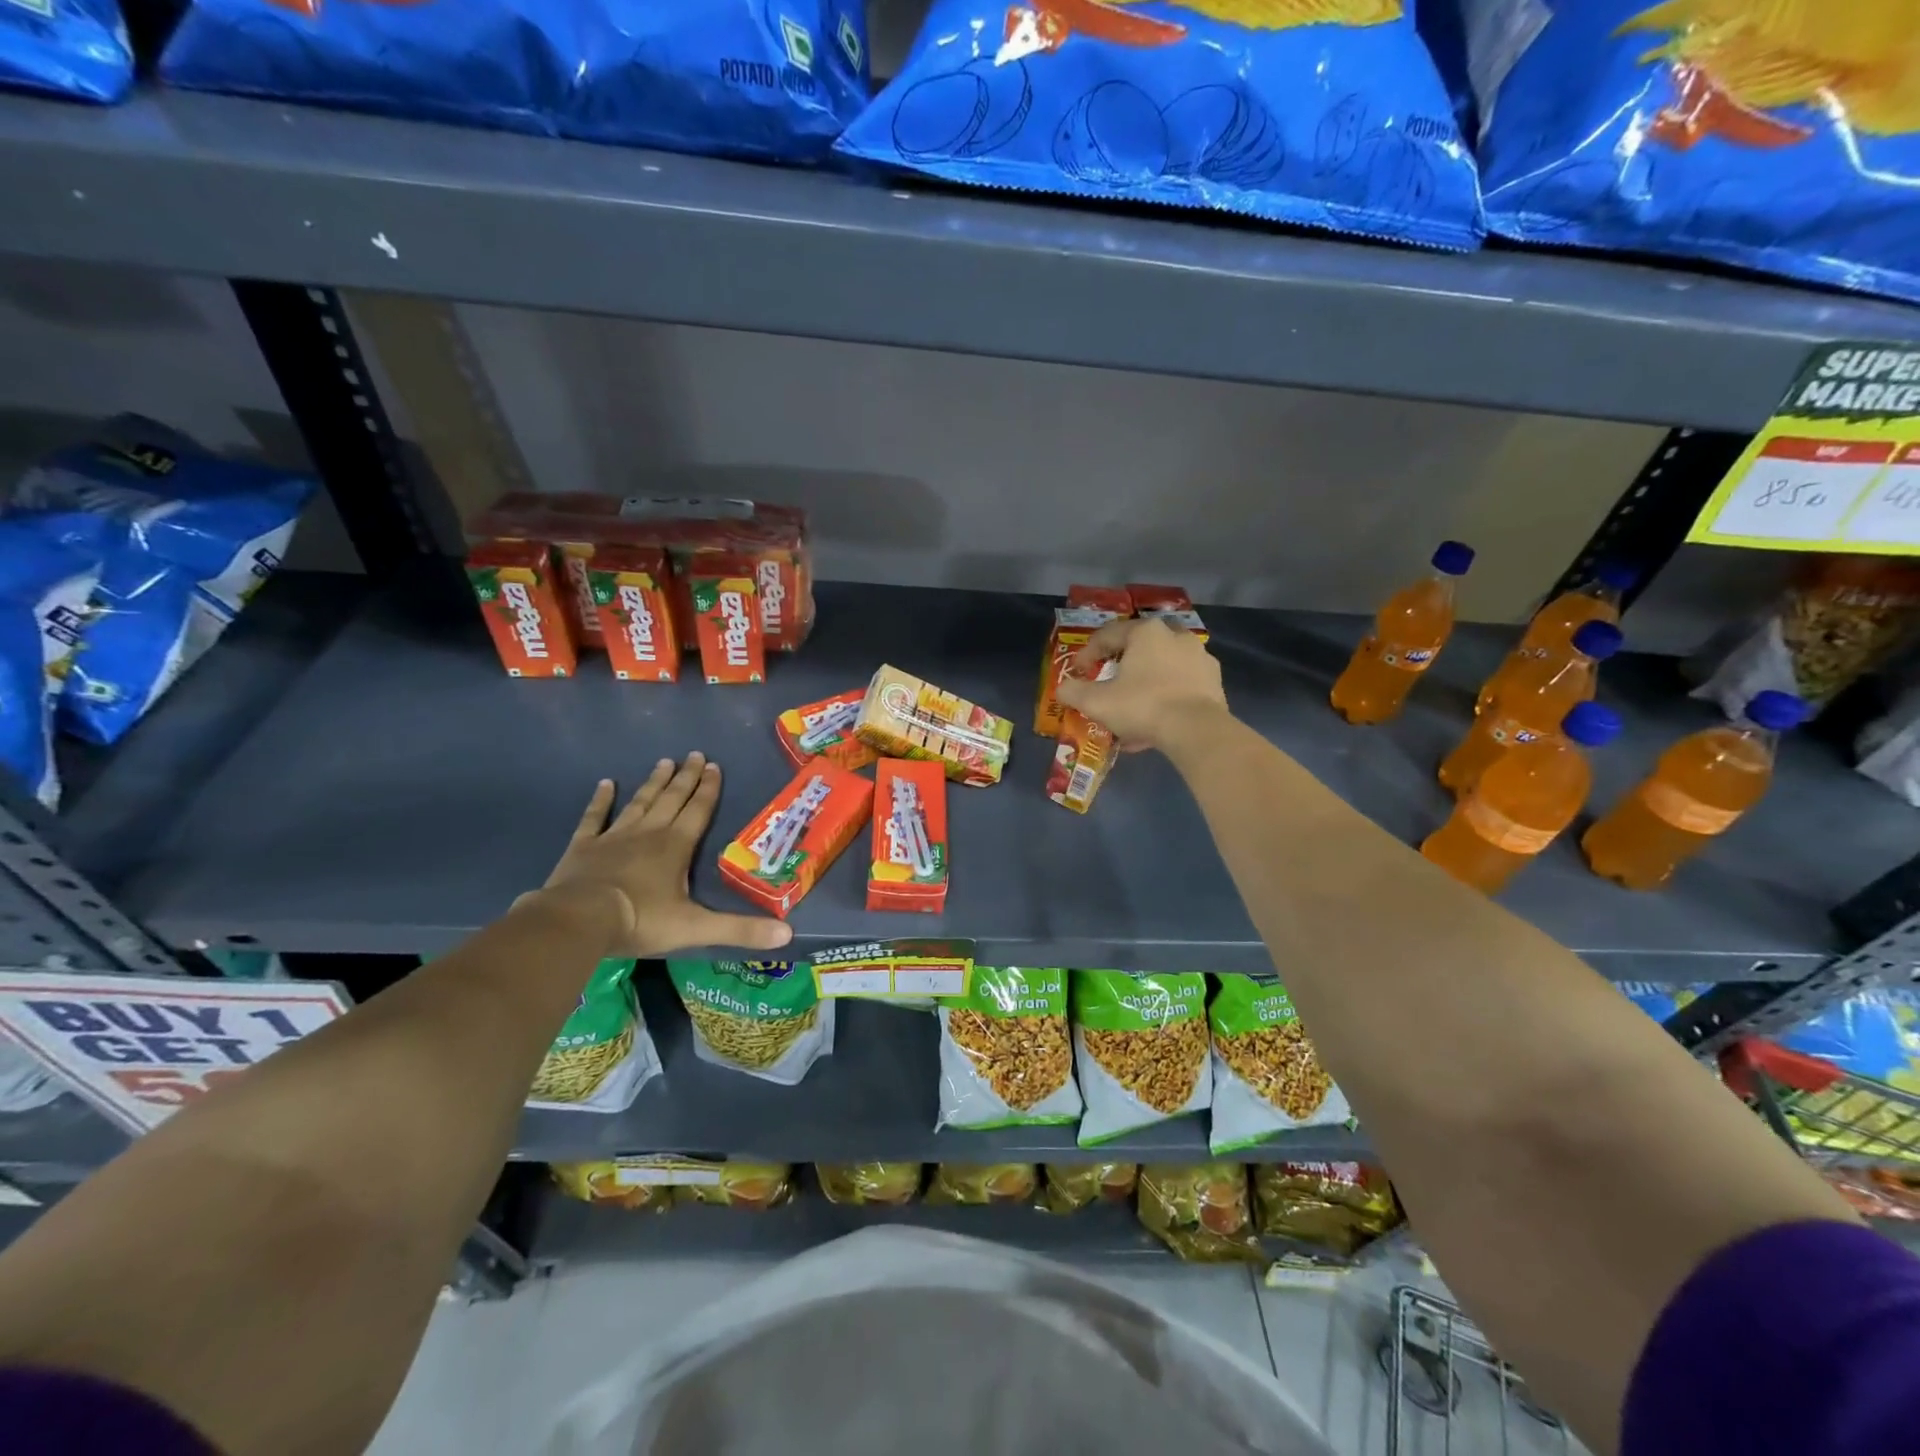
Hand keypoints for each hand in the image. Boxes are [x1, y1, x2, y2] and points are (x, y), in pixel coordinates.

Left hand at [528, 753, 792, 957]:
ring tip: (664, 762)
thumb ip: (740, 929)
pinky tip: (606, 784)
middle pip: (672, 799)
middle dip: (686, 777)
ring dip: (654, 783)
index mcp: (676, 846)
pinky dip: (601, 800)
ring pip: (639, 803)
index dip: (708, 789)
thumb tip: (787, 934)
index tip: (715, 765)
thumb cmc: (640, 920)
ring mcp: (613, 837)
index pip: (698, 811)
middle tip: (694, 754)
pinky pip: (594, 818)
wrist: (577, 920)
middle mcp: (648, 833)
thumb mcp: (696, 927)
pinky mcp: (583, 847)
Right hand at [1056, 618, 1228, 752]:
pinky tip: (1156, 719)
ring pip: (1162, 666)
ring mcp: (1199, 656)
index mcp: (1146, 632)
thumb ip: (1073, 692)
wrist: (1196, 729)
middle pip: (1139, 647)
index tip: (1078, 673)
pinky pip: (1181, 684)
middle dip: (1121, 665)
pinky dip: (1166, 696)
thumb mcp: (1096, 702)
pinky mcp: (1214, 680)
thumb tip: (1062, 688)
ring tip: (1132, 708)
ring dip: (1145, 682)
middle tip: (1108, 684)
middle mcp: (1175, 635)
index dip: (1087, 654)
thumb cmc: (1142, 706)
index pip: (1108, 635)